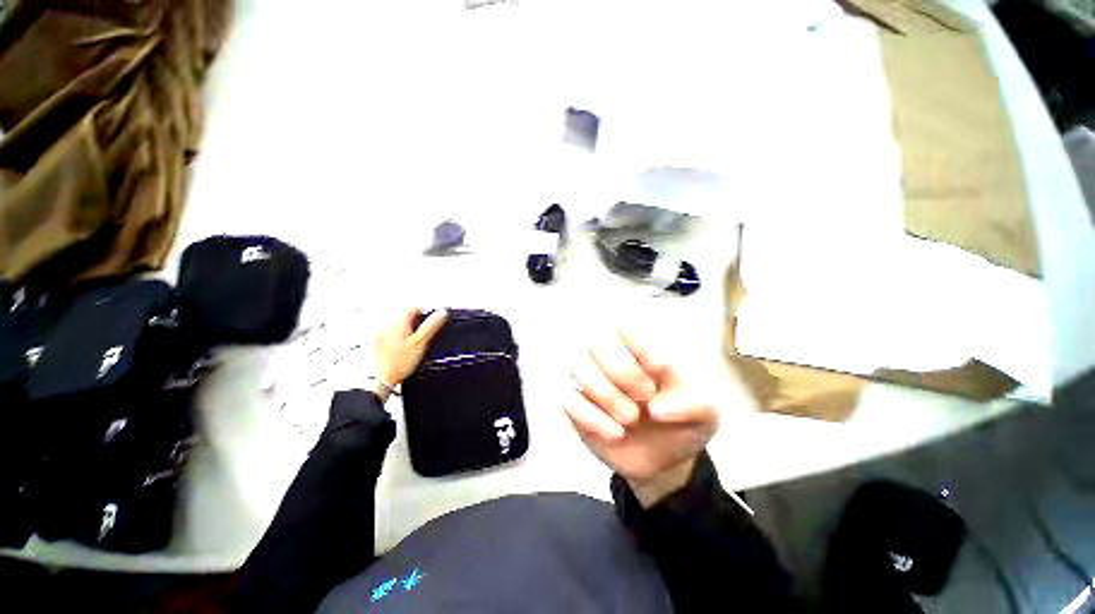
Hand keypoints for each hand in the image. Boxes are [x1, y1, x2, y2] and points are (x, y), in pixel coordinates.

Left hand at [374, 308, 447, 387]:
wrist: (382, 378)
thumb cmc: (399, 362)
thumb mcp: (420, 343)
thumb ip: (431, 326)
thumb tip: (442, 313)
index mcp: (398, 322)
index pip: (413, 307)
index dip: (426, 311)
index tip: (433, 319)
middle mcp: (387, 324)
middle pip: (406, 314)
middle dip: (417, 320)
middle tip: (425, 332)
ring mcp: (381, 333)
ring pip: (400, 323)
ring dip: (410, 327)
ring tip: (416, 340)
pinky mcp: (379, 341)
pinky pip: (393, 331)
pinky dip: (401, 334)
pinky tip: (405, 345)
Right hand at [565, 330, 718, 506]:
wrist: (665, 460)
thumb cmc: (682, 422)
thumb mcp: (705, 415)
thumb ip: (692, 404)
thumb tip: (655, 408)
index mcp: (642, 350)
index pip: (628, 328)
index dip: (639, 342)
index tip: (660, 368)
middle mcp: (612, 359)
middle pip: (596, 341)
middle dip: (621, 369)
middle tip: (646, 395)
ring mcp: (591, 381)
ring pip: (575, 363)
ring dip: (603, 391)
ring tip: (630, 419)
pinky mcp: (578, 407)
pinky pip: (569, 400)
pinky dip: (591, 417)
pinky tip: (615, 433)